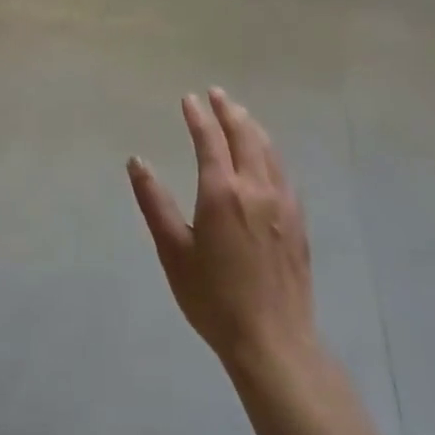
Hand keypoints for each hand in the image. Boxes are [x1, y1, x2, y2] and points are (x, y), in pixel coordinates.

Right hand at [128, 88, 316, 373]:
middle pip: (244, 136)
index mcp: (222, 193)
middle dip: (229, 111)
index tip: (189, 99)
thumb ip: (154, 202)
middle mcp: (256, 189)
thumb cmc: (213, 298)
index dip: (198, 117)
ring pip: (268, 150)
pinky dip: (270, 151)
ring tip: (240, 114)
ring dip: (252, 127)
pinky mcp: (298, 221)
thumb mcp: (173, 251)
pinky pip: (283, 171)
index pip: (209, 141)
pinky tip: (266, 156)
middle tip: (216, 94)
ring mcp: (282, 203)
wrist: (273, 340)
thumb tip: (137, 162)